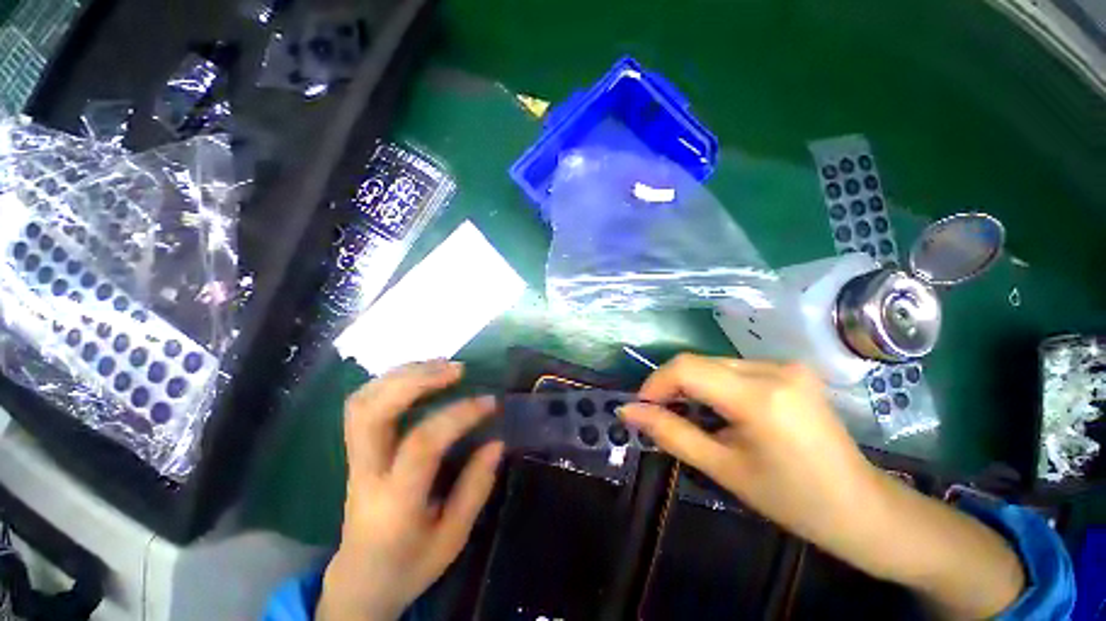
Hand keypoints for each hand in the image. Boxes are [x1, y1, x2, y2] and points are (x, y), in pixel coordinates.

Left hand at [318, 360, 503, 620]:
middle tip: (457, 369)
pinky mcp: (354, 451)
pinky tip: (420, 376)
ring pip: (362, 402)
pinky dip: (391, 380)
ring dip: (403, 374)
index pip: (421, 444)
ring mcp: (354, 460)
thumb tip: (497, 442)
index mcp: (394, 502)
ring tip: (442, 365)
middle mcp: (366, 474)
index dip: (459, 415)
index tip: (490, 402)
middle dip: (416, 380)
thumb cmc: (409, 564)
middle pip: (372, 412)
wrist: (360, 581)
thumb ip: (475, 489)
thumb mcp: (452, 538)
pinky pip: (363, 404)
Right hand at [619, 355, 878, 550]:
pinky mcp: (791, 369)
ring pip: (714, 363)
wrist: (862, 508)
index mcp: (759, 397)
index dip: (655, 383)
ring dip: (693, 385)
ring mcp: (786, 365)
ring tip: (690, 416)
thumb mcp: (723, 469)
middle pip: (699, 363)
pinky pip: (734, 368)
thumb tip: (628, 411)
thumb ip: (671, 433)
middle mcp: (774, 369)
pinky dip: (714, 385)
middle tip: (661, 415)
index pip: (687, 368)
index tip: (642, 407)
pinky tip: (719, 410)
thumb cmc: (793, 500)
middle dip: (671, 386)